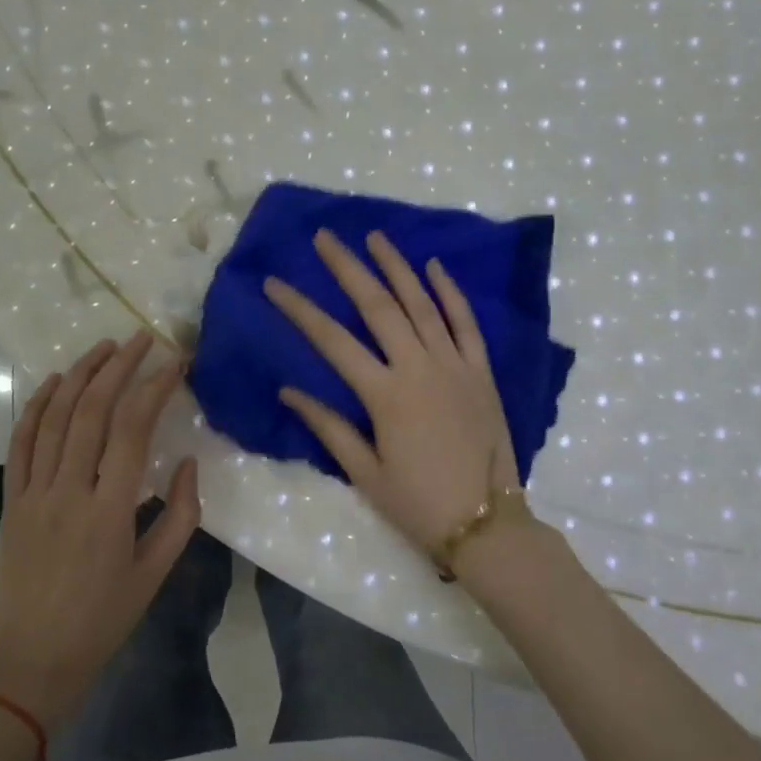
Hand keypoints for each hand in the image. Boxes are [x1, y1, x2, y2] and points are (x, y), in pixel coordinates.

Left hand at [0, 331, 199, 727]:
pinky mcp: (10, 501)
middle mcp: (68, 491)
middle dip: (118, 368)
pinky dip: (35, 407)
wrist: (30, 662)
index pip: (132, 430)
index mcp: (109, 511)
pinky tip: (53, 382)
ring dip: (79, 376)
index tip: (174, 362)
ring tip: (103, 347)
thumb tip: (187, 462)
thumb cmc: (101, 621)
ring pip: (54, 419)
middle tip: (140, 339)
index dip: (154, 389)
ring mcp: (33, 493)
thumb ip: (179, 515)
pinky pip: (20, 444)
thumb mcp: (154, 574)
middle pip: (91, 412)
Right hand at [265, 230, 521, 571]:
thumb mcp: (365, 473)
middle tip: (325, 237)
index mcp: (385, 395)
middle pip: (378, 306)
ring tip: (374, 237)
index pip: (331, 341)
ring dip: (397, 267)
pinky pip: (466, 324)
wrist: (487, 524)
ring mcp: (455, 365)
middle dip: (348, 268)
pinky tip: (435, 267)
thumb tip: (289, 390)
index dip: (299, 309)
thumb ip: (329, 427)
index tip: (274, 283)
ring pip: (422, 304)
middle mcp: (419, 368)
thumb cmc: (418, 504)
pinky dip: (451, 293)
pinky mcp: (481, 372)